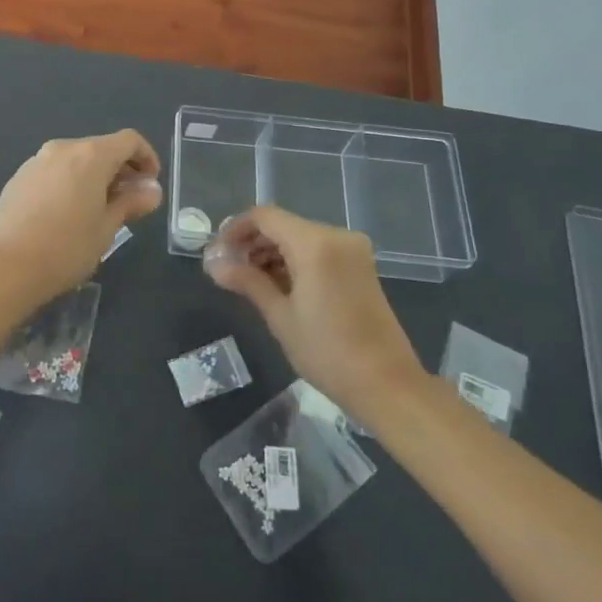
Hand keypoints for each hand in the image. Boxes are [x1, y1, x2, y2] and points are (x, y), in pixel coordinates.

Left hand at [0, 130, 162, 307]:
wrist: (7, 266)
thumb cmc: (67, 248)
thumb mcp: (107, 227)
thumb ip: (131, 202)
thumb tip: (151, 190)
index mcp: (90, 155)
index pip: (129, 140)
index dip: (146, 157)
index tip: (150, 184)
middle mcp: (63, 148)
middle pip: (101, 147)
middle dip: (120, 169)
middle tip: (128, 201)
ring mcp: (36, 161)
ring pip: (75, 159)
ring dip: (93, 176)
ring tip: (97, 210)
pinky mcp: (18, 178)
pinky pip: (53, 171)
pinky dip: (68, 182)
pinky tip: (66, 214)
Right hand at [203, 206, 423, 417]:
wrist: (387, 385)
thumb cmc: (328, 352)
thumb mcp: (280, 317)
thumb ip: (247, 281)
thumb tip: (213, 264)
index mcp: (315, 243)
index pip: (264, 216)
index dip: (236, 229)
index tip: (217, 253)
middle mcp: (336, 236)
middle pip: (282, 225)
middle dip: (252, 243)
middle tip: (228, 270)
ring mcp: (352, 250)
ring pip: (299, 237)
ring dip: (272, 252)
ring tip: (249, 281)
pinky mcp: (360, 265)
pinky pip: (318, 250)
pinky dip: (294, 260)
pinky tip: (278, 285)